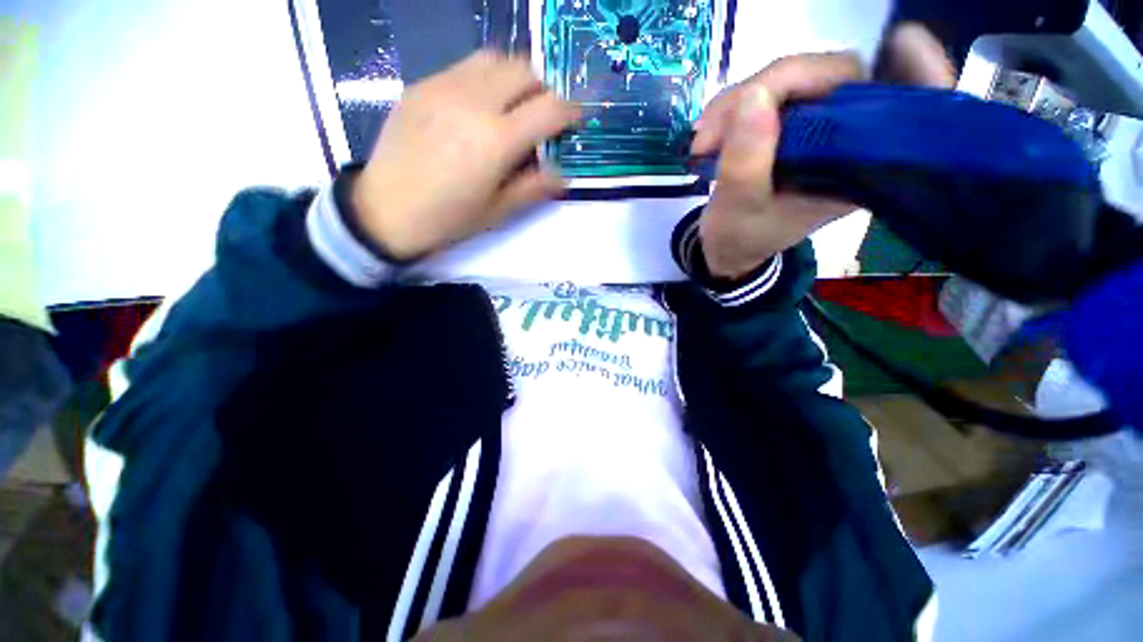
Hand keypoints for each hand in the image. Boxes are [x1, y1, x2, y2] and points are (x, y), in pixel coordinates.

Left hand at [351, 50, 580, 260]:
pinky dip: (485, 79)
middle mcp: (473, 102)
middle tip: (543, 115)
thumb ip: (534, 187)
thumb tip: (562, 175)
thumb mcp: (498, 211)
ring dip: (515, 77)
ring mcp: (444, 87)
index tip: (576, 120)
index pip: (549, 109)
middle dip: (544, 89)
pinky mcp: (422, 85)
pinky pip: (465, 66)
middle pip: (525, 70)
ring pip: (495, 58)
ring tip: (513, 106)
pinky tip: (479, 107)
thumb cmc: (448, 219)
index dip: (570, 111)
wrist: (386, 210)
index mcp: (496, 140)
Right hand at [690, 25, 955, 278]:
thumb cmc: (739, 238)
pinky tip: (710, 131)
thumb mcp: (738, 209)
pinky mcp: (791, 126)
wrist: (725, 248)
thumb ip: (746, 162)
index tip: (903, 43)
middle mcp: (846, 141)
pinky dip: (736, 105)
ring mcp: (818, 130)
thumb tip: (753, 97)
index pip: (906, 105)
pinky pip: (771, 94)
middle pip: (834, 78)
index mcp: (855, 168)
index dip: (916, 69)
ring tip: (702, 140)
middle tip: (713, 127)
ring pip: (795, 80)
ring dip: (740, 99)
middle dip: (770, 88)